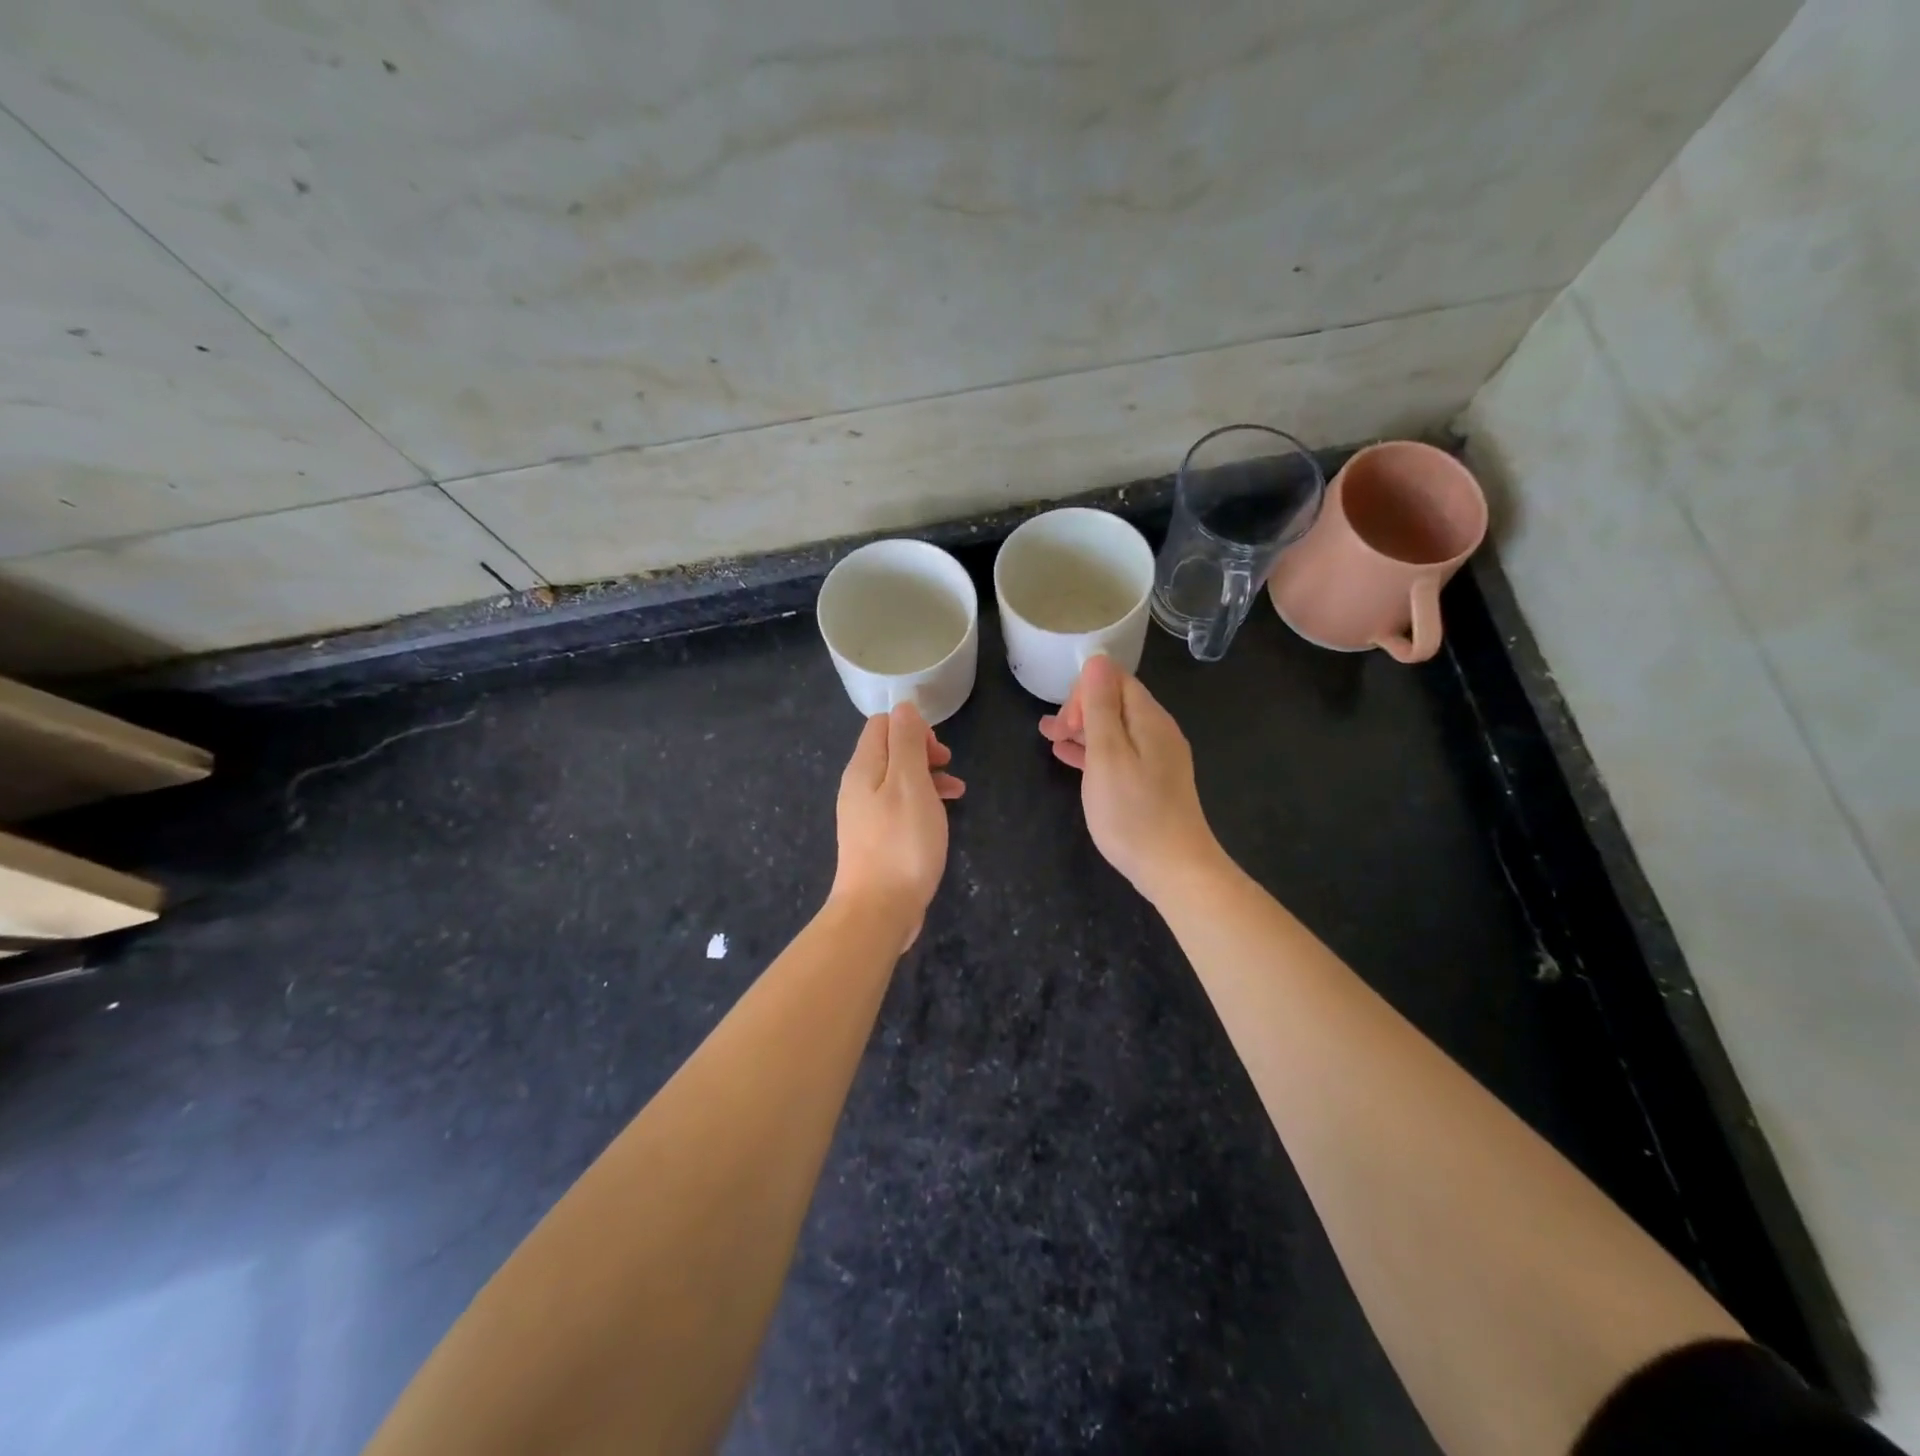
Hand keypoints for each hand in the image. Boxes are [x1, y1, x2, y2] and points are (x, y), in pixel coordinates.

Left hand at [830, 703, 964, 947]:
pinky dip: (922, 802)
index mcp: (863, 768)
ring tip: (957, 791)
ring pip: (898, 779)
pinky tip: (943, 816)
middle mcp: (858, 786)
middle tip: (948, 766)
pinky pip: (899, 806)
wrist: (878, 910)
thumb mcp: (910, 784)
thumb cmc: (901, 843)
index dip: (913, 728)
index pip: (882, 724)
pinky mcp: (876, 839)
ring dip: (928, 777)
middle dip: (923, 751)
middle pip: (889, 751)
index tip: (938, 751)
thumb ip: (907, 742)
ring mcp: (865, 815)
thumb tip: (903, 708)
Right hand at [1039, 656, 1222, 903]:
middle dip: (1081, 710)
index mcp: (1149, 719)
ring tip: (1050, 739)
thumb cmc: (1132, 811)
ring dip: (1083, 730)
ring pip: (1115, 730)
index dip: (1084, 692)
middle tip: (1052, 733)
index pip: (1115, 680)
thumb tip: (1097, 660)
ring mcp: (1158, 758)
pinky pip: (1120, 753)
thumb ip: (1101, 706)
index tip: (1065, 722)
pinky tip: (1070, 758)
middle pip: (1116, 702)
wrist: (1173, 867)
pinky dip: (1094, 752)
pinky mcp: (1153, 782)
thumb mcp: (1108, 754)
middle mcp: (1158, 732)